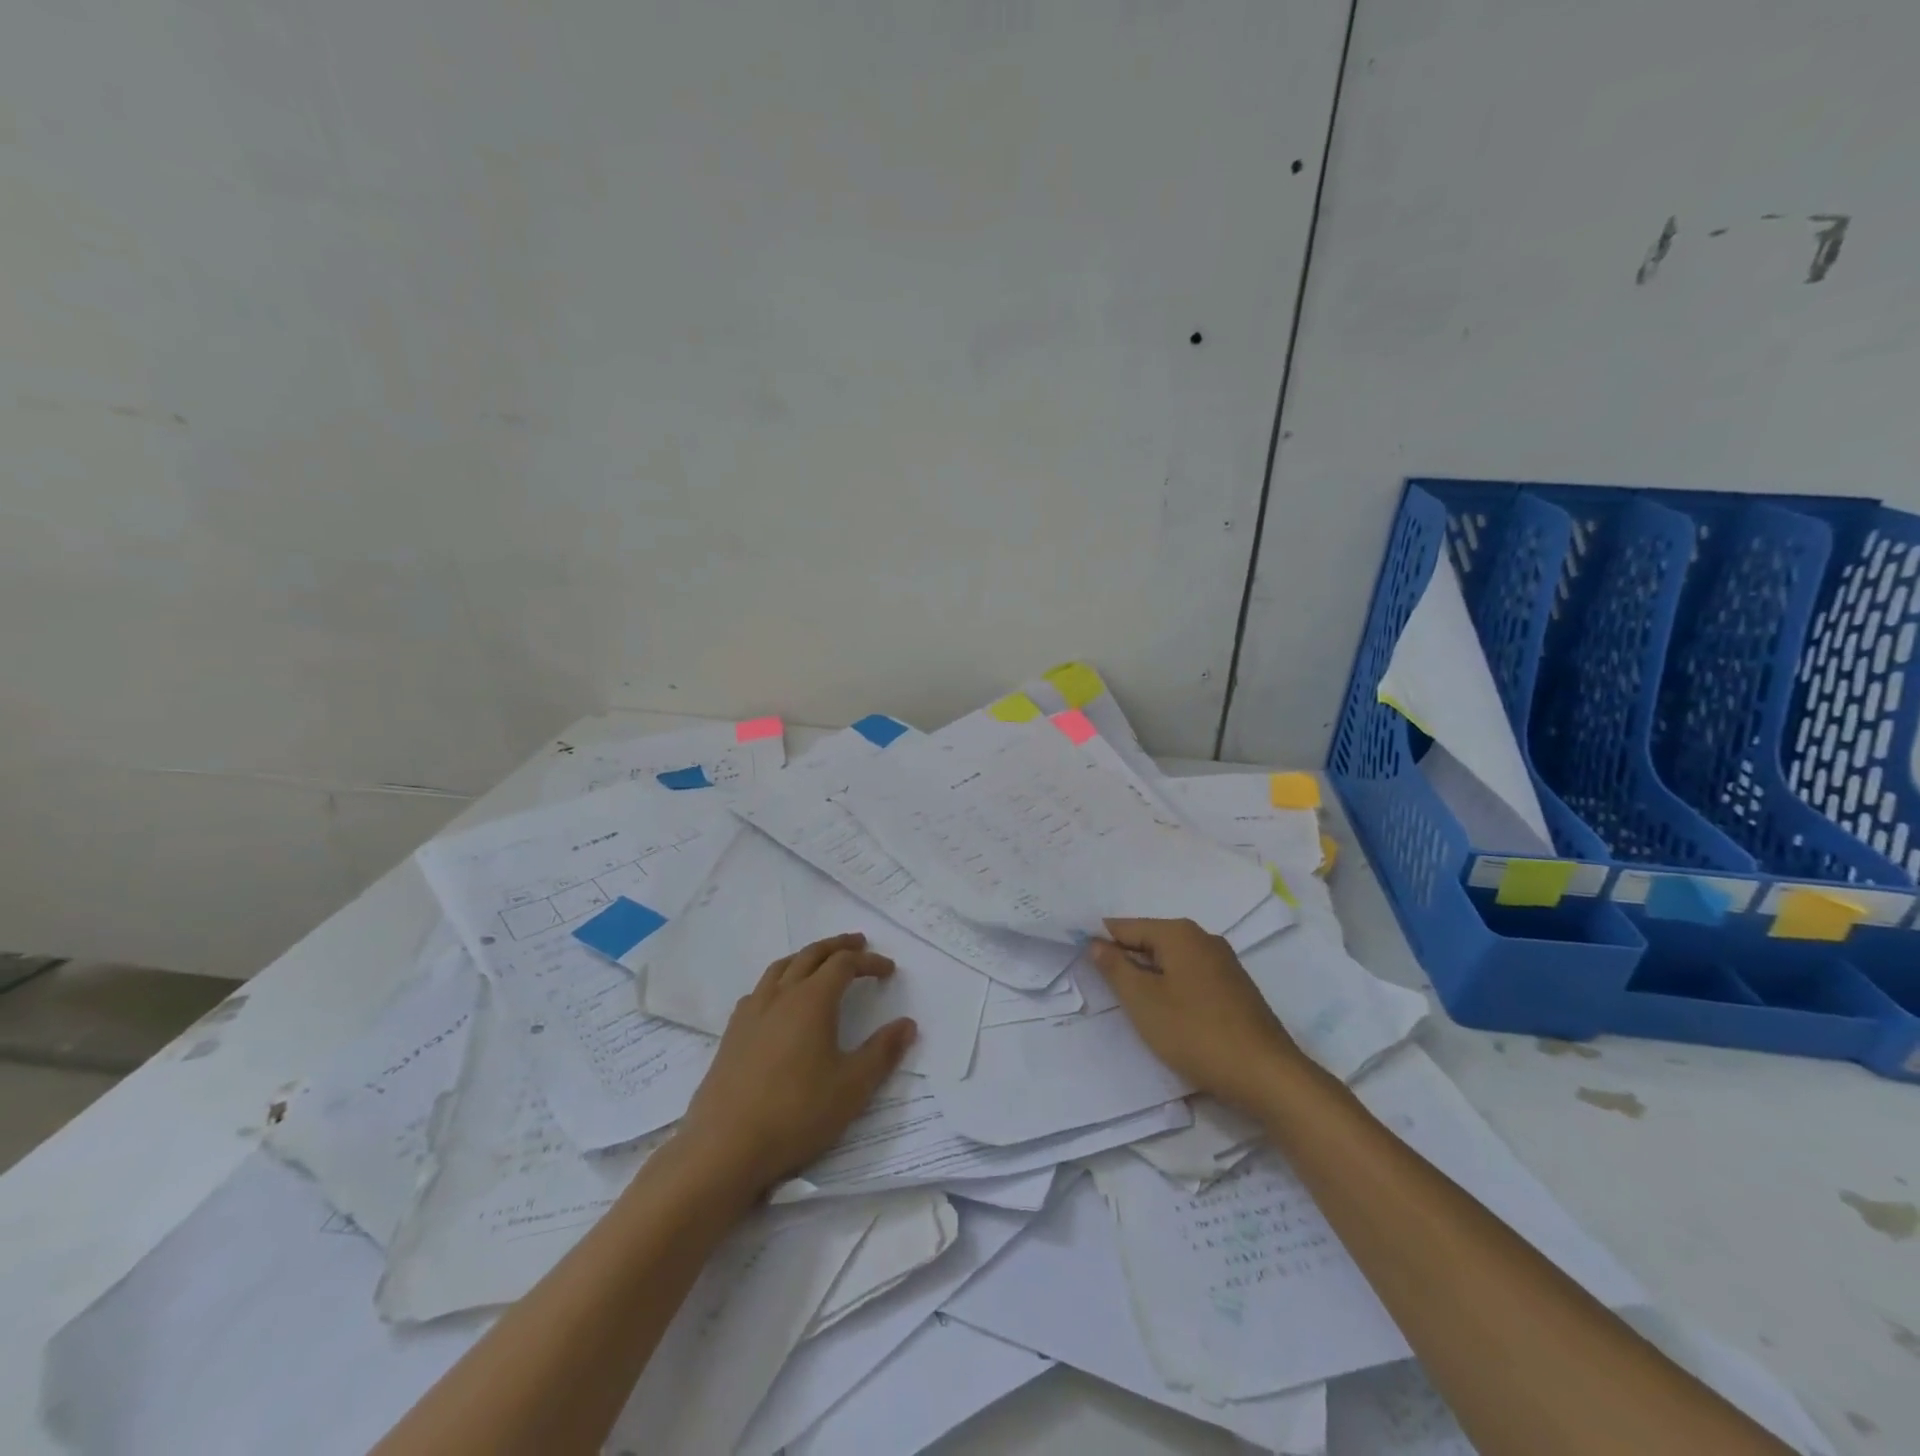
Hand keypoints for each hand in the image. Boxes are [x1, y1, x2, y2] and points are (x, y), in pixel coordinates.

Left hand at [675, 933, 916, 1195]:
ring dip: (806, 957)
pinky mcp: (732, 1033)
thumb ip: (882, 1052)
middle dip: (837, 946)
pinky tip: (780, 1000)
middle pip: (811, 955)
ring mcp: (751, 1012)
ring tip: (820, 962)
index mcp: (812, 1000)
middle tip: (858, 943)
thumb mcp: (852, 1087)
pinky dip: (780, 979)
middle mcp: (780, 995)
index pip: (844, 964)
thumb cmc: (796, 1113)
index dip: (869, 962)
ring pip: (781, 967)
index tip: (888, 970)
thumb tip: (907, 1024)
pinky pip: (760, 989)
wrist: (725, 1146)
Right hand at [1089, 917, 1303, 1112]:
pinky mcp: (1235, 989)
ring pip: (1171, 961)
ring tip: (1134, 1007)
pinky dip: (1173, 989)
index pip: (1126, 927)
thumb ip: (1115, 968)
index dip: (1101, 943)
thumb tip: (1095, 943)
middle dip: (1126, 962)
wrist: (1267, 1075)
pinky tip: (1168, 1016)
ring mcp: (1224, 963)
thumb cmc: (1196, 1032)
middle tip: (1105, 991)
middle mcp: (1203, 938)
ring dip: (1150, 979)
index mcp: (1179, 933)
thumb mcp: (1143, 1001)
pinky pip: (1191, 977)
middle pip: (1150, 941)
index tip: (1081, 965)